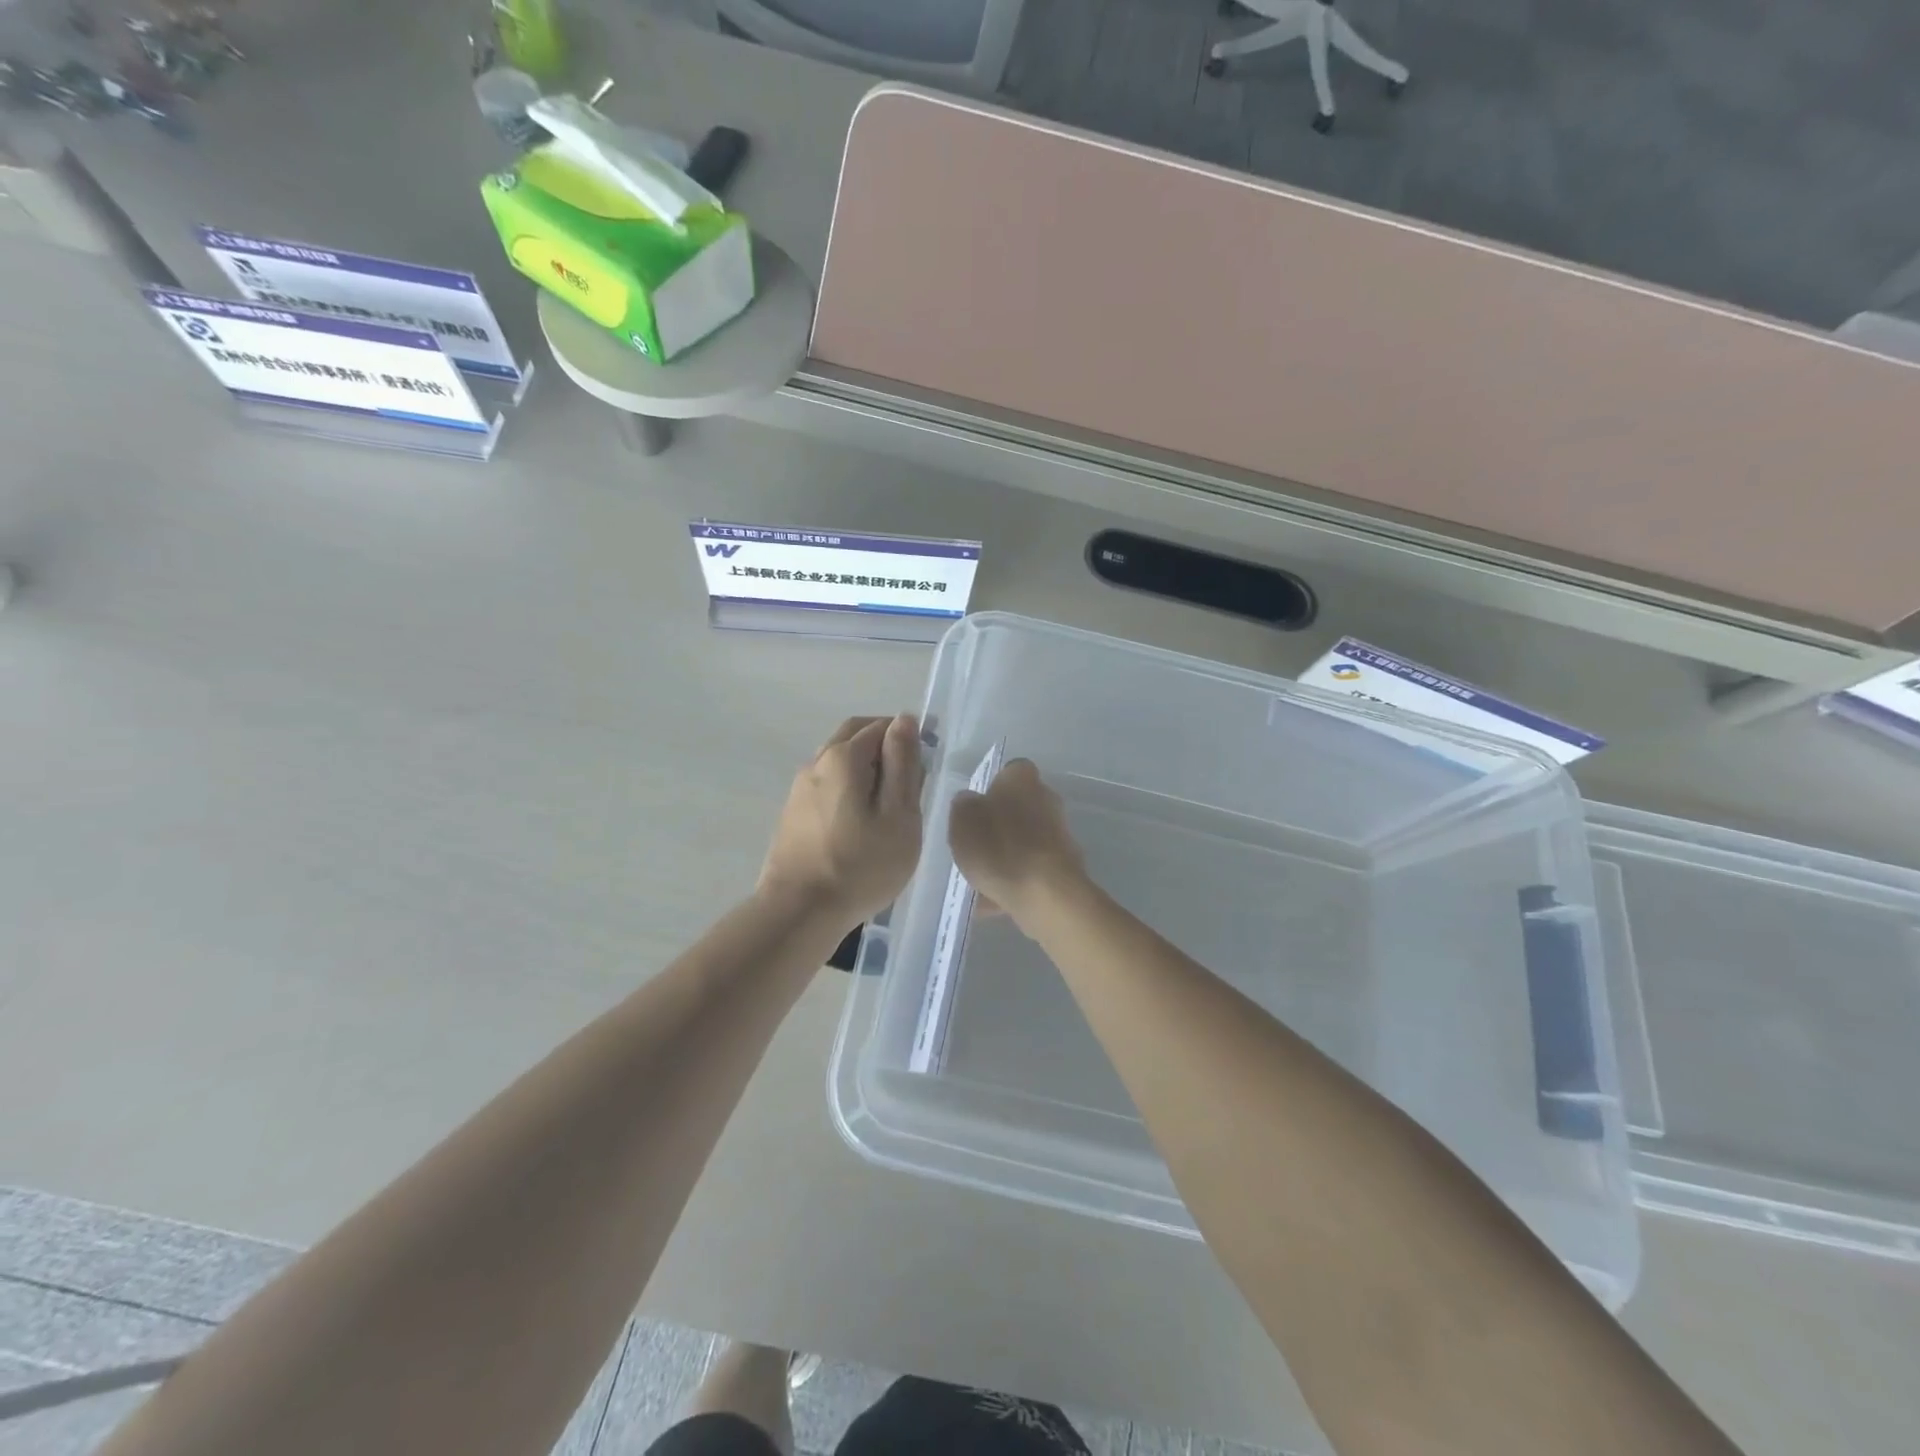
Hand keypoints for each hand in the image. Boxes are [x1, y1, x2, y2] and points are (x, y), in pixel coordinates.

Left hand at [759, 714, 924, 926]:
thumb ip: (903, 764)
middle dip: (884, 745)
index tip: (926, 768)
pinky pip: (827, 782)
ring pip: (838, 759)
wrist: (799, 911)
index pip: (882, 726)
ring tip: (888, 803)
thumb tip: (904, 720)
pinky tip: (861, 819)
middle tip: (910, 780)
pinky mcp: (793, 812)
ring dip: (865, 765)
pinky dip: (848, 785)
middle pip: (854, 735)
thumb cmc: (861, 866)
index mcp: (844, 757)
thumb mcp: (898, 815)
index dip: (908, 738)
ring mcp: (799, 787)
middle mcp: (816, 762)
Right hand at [947, 759, 1087, 925]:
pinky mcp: (1065, 865)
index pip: (1008, 772)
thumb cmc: (998, 847)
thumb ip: (963, 806)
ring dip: (1007, 856)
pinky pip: (1033, 868)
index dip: (991, 789)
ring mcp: (1060, 833)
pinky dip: (1017, 880)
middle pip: (1018, 807)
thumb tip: (970, 802)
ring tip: (981, 882)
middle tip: (975, 847)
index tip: (975, 811)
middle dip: (1000, 825)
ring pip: (1025, 841)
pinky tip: (995, 902)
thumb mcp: (962, 821)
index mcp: (1021, 779)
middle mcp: (1047, 798)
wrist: (1046, 893)